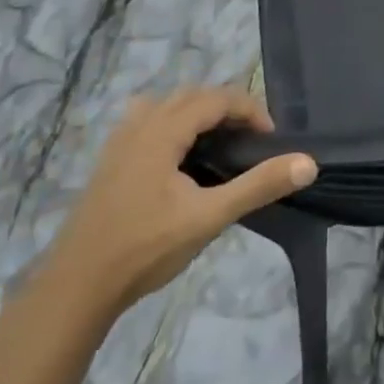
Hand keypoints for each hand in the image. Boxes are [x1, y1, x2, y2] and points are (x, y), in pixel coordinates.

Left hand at [43, 88, 315, 318]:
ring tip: (219, 142)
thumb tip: (308, 162)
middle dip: (226, 108)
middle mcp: (140, 124)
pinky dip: (172, 124)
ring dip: (198, 113)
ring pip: (166, 105)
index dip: (249, 109)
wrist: (76, 288)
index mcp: (163, 130)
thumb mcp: (208, 217)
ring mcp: (119, 141)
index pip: (216, 98)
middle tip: (250, 139)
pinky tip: (177, 158)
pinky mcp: (109, 161)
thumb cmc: (145, 248)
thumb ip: (258, 186)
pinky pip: (147, 121)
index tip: (270, 137)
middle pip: (192, 95)